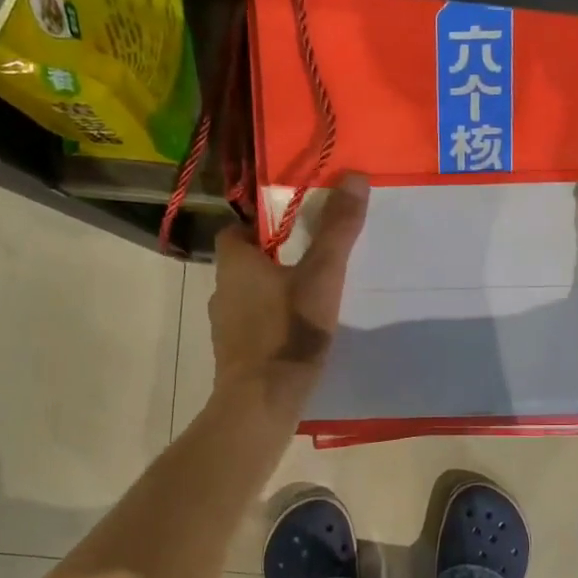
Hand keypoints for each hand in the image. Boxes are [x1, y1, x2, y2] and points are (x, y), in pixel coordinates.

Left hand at [209, 173, 369, 419]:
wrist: (262, 401)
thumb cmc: (289, 331)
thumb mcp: (322, 276)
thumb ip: (337, 230)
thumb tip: (355, 176)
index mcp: (234, 263)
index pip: (236, 229)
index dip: (261, 226)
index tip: (293, 230)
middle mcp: (221, 290)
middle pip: (244, 264)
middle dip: (273, 261)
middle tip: (312, 264)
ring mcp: (224, 327)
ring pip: (249, 298)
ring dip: (273, 295)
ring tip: (310, 301)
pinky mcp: (233, 356)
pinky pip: (252, 328)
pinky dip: (271, 325)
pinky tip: (298, 337)